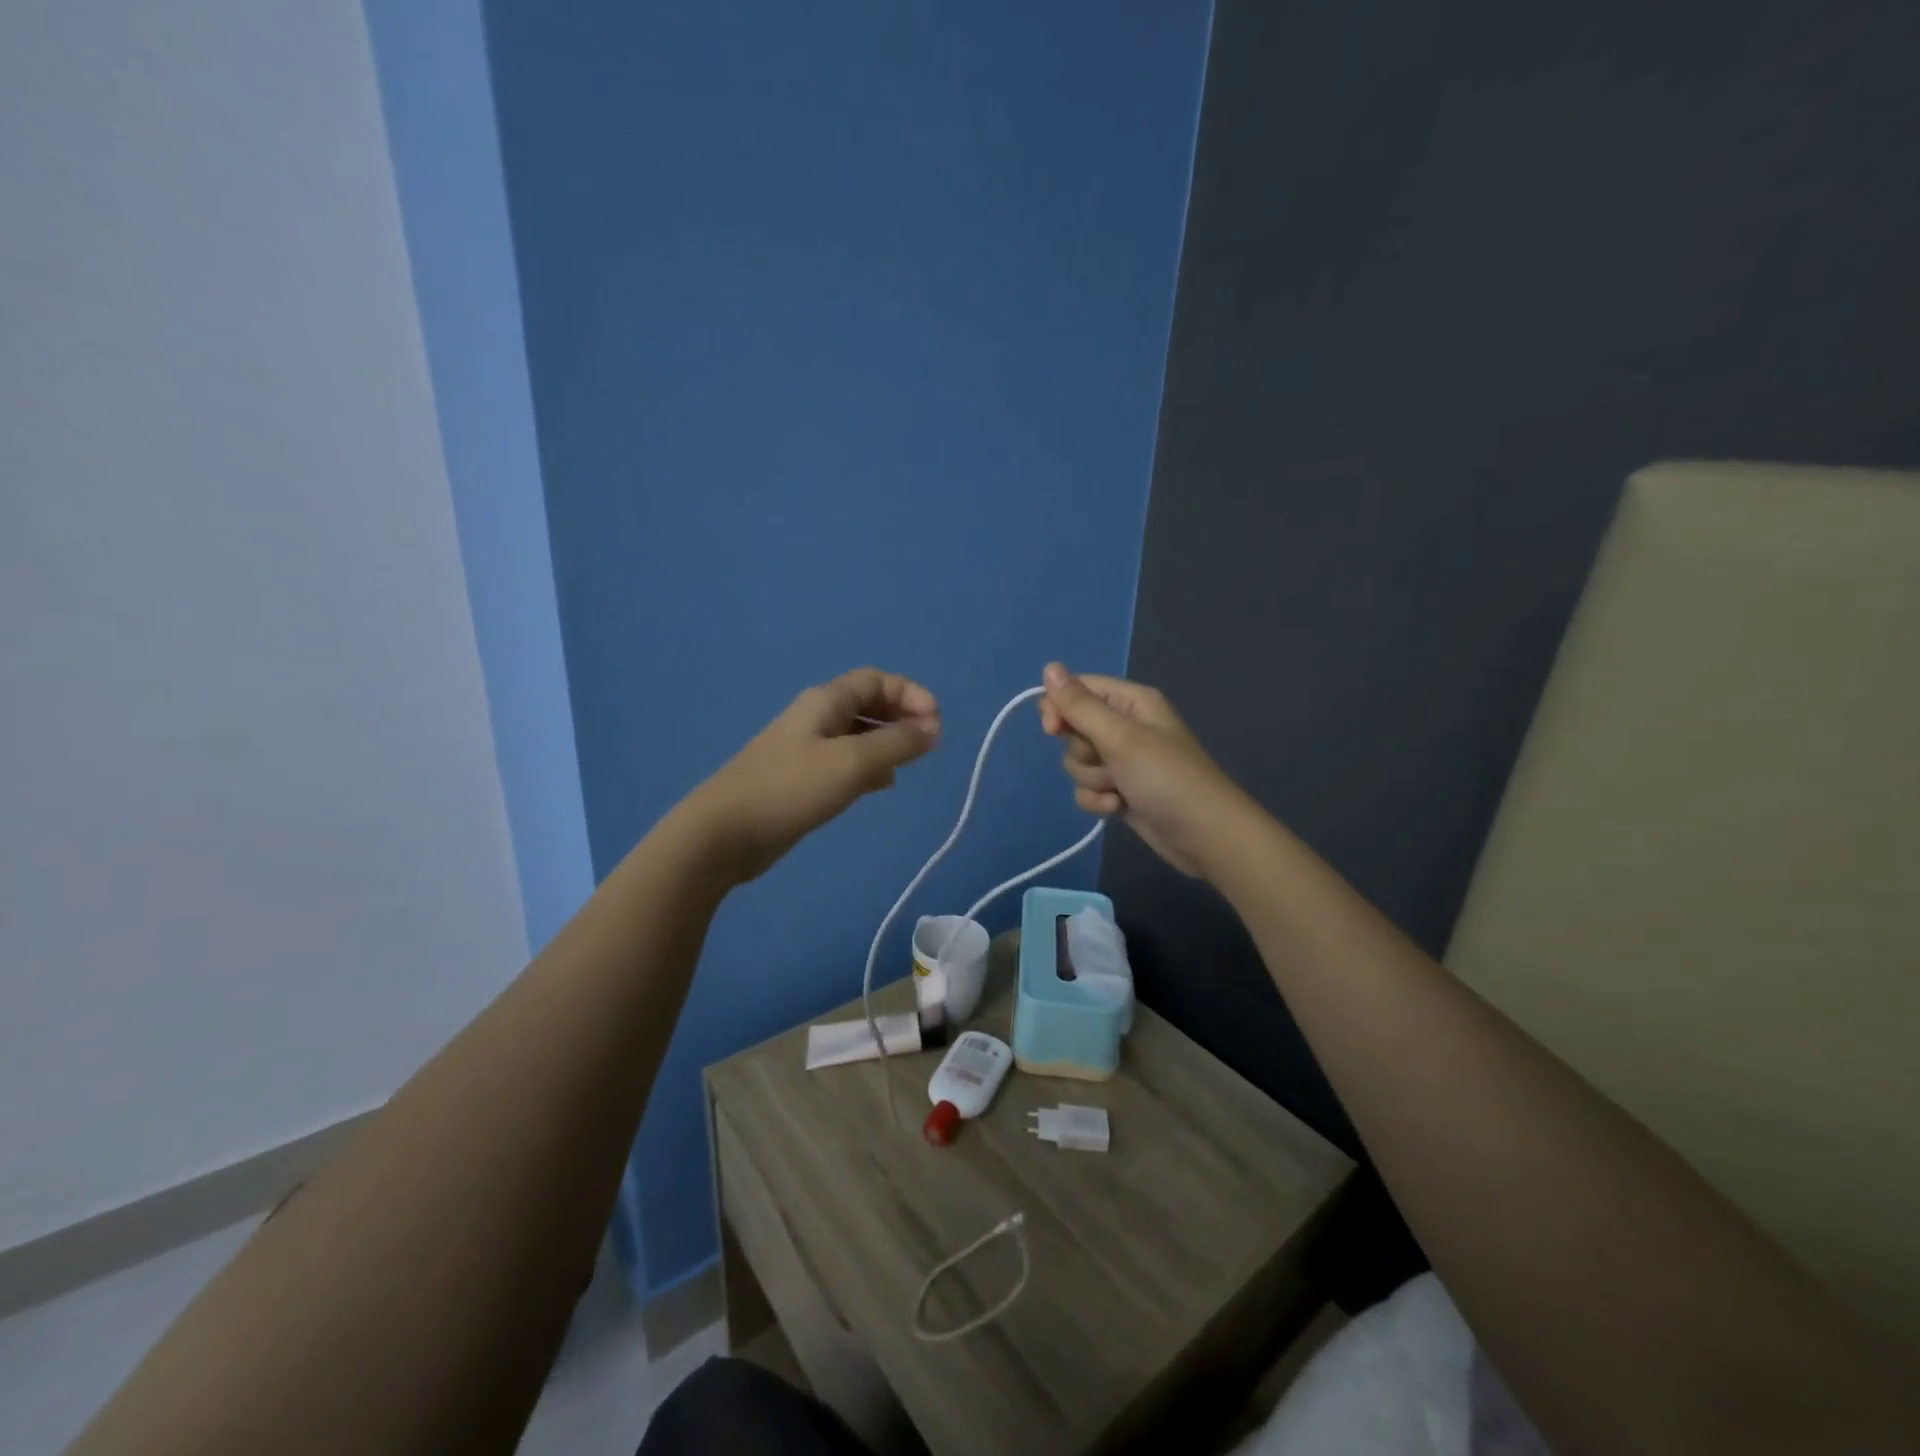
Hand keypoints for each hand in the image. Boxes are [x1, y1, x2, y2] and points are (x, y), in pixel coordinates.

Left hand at [686, 668, 940, 883]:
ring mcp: (807, 749)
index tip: (936, 722)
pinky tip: (881, 786)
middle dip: (901, 717)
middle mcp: (817, 718)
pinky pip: (846, 762)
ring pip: (859, 735)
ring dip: (888, 743)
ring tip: (909, 765)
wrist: (725, 833)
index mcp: (825, 702)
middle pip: (868, 704)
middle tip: (927, 744)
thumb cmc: (791, 788)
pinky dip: (869, 767)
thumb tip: (933, 729)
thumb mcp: (852, 762)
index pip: (876, 680)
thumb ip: (897, 743)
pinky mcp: (802, 779)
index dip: (910, 694)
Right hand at [1038, 663, 1251, 878]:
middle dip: (1083, 752)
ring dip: (1093, 780)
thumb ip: (1080, 705)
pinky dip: (1099, 801)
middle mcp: (1125, 726)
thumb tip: (1049, 667)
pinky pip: (1087, 789)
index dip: (1059, 708)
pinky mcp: (1120, 791)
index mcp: (1131, 702)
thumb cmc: (1166, 778)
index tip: (1053, 730)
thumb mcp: (1121, 737)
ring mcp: (1123, 761)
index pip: (1078, 690)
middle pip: (1074, 729)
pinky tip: (1120, 808)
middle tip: (1108, 762)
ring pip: (1077, 763)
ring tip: (1121, 789)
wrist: (1204, 836)